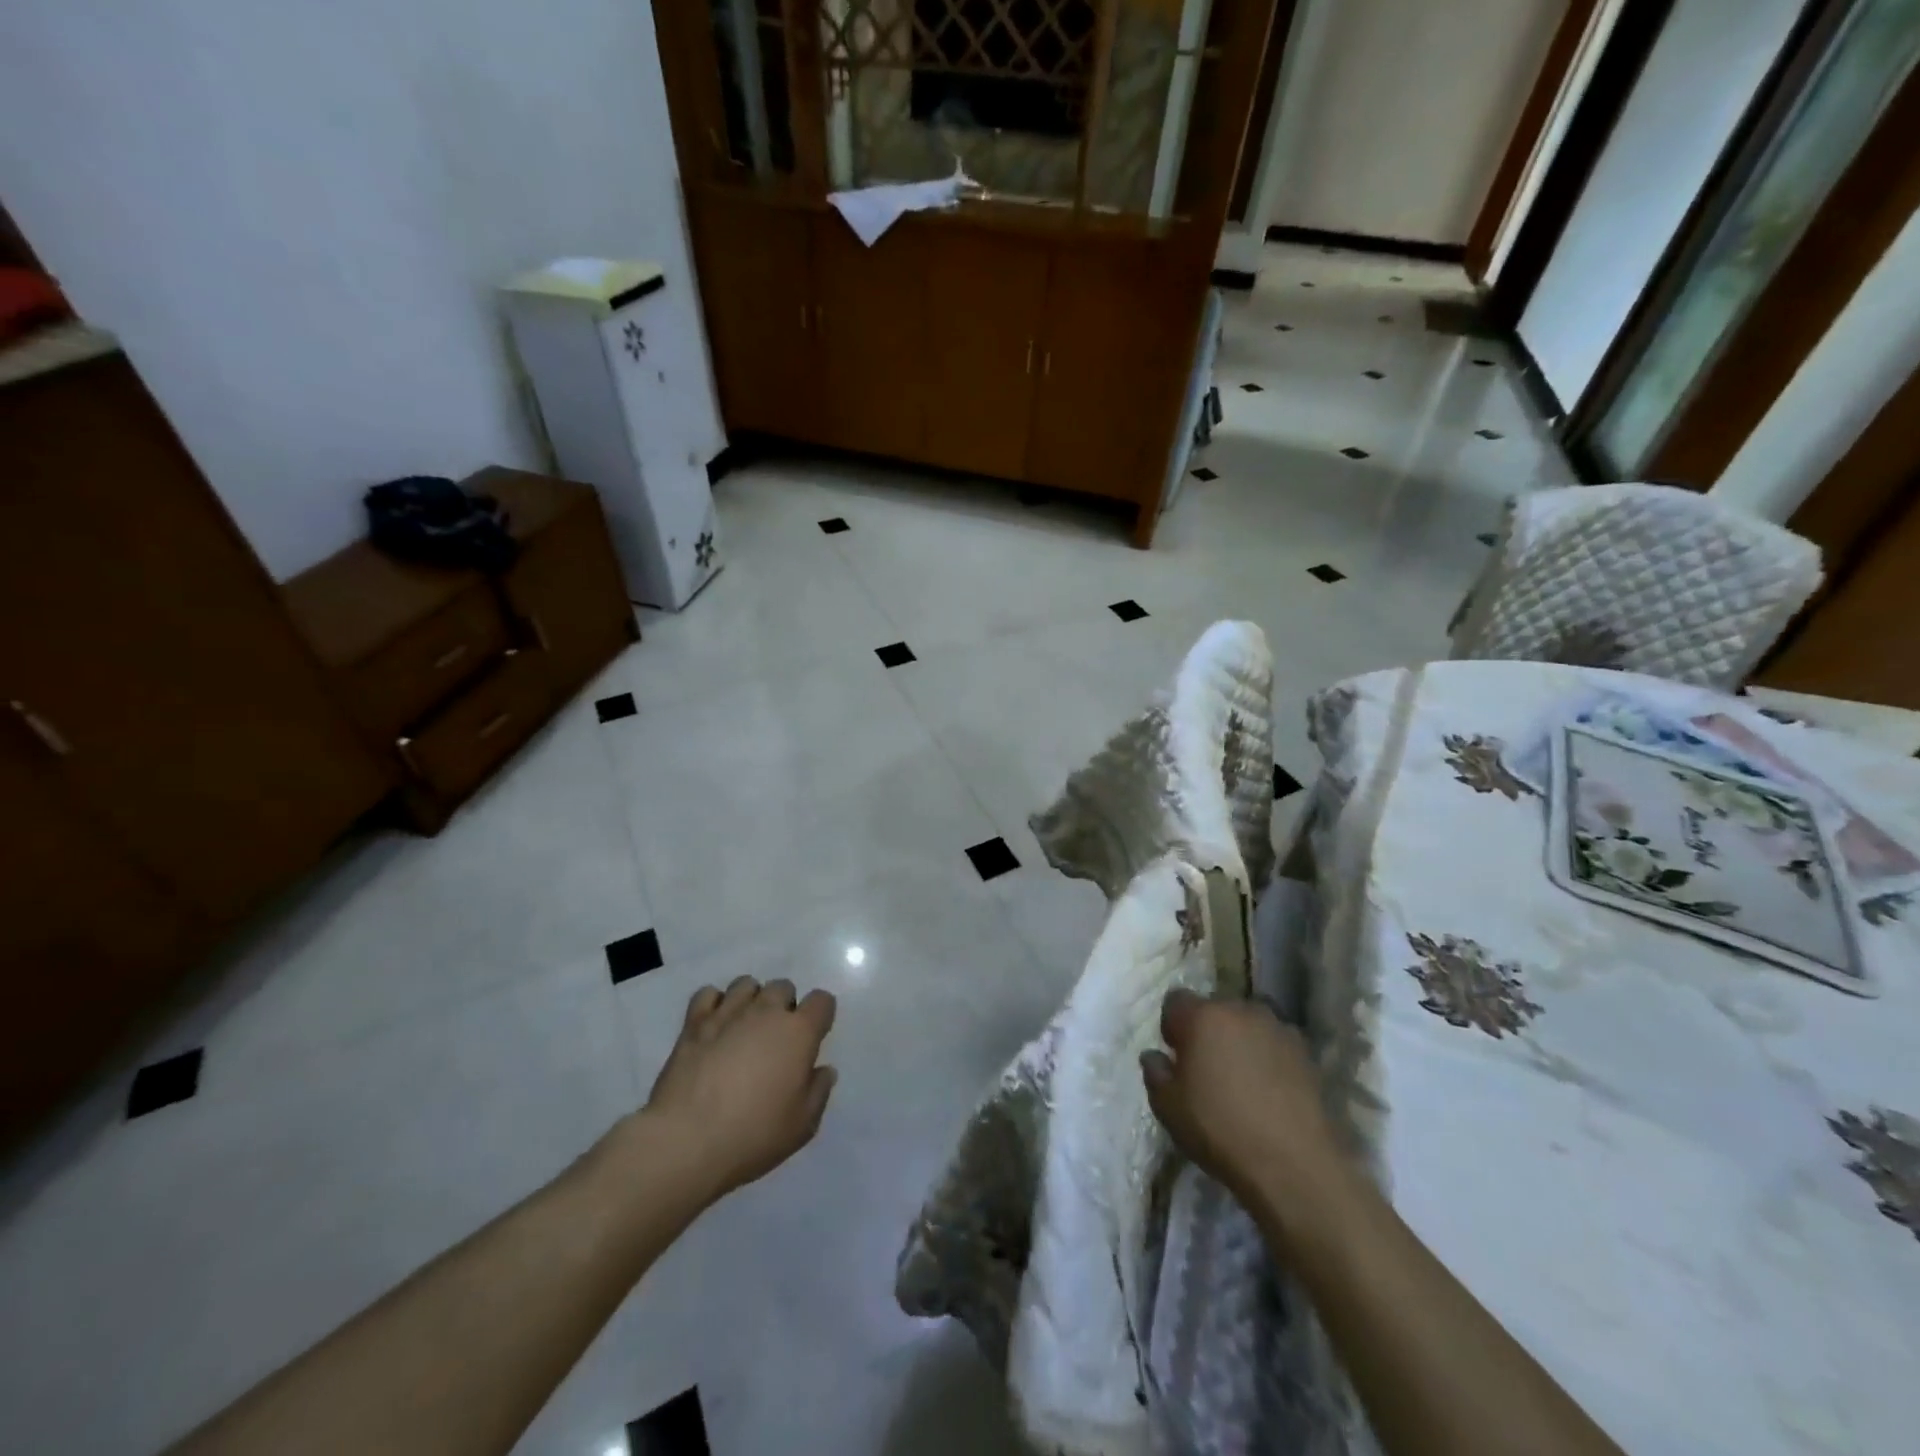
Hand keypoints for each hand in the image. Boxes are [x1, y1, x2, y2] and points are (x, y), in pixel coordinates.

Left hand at [640, 976, 838, 1201]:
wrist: (687, 1140)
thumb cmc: (754, 1134)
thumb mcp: (802, 1125)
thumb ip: (819, 1091)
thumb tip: (823, 1070)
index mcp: (799, 1032)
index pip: (822, 1001)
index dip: (820, 1015)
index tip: (813, 1037)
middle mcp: (766, 1011)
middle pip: (783, 986)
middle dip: (784, 1006)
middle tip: (776, 1038)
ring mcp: (728, 1013)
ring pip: (746, 984)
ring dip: (751, 1000)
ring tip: (744, 1028)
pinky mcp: (694, 1023)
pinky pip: (708, 994)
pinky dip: (714, 1004)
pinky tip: (714, 1026)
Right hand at [1141, 989, 1340, 1204]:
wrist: (1294, 1163)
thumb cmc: (1220, 1129)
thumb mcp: (1168, 1107)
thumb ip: (1155, 1073)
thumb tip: (1154, 1056)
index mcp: (1202, 1016)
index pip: (1176, 1000)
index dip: (1172, 1025)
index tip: (1176, 1054)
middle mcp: (1240, 1010)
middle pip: (1215, 1009)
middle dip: (1207, 1030)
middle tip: (1207, 1067)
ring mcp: (1277, 1028)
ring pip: (1247, 1024)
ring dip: (1239, 1041)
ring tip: (1241, 1079)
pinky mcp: (1305, 1051)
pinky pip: (1274, 1043)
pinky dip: (1267, 1056)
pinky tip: (1268, 1089)